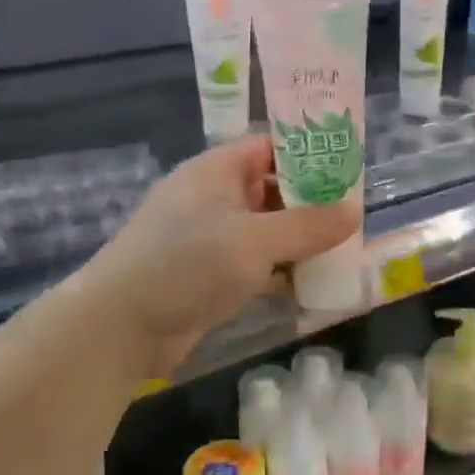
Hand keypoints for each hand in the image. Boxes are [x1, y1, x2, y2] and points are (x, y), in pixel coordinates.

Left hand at [81, 136, 357, 373]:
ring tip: (343, 248)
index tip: (348, 169)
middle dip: (310, 202)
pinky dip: (279, 270)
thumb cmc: (187, 264)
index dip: (308, 153)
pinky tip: (311, 283)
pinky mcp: (207, 274)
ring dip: (298, 240)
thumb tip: (355, 211)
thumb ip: (308, 226)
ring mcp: (207, 237)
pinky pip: (253, 262)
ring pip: (264, 229)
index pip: (269, 147)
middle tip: (353, 214)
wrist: (120, 326)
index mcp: (216, 171)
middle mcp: (212, 197)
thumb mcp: (255, 240)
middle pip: (270, 189)